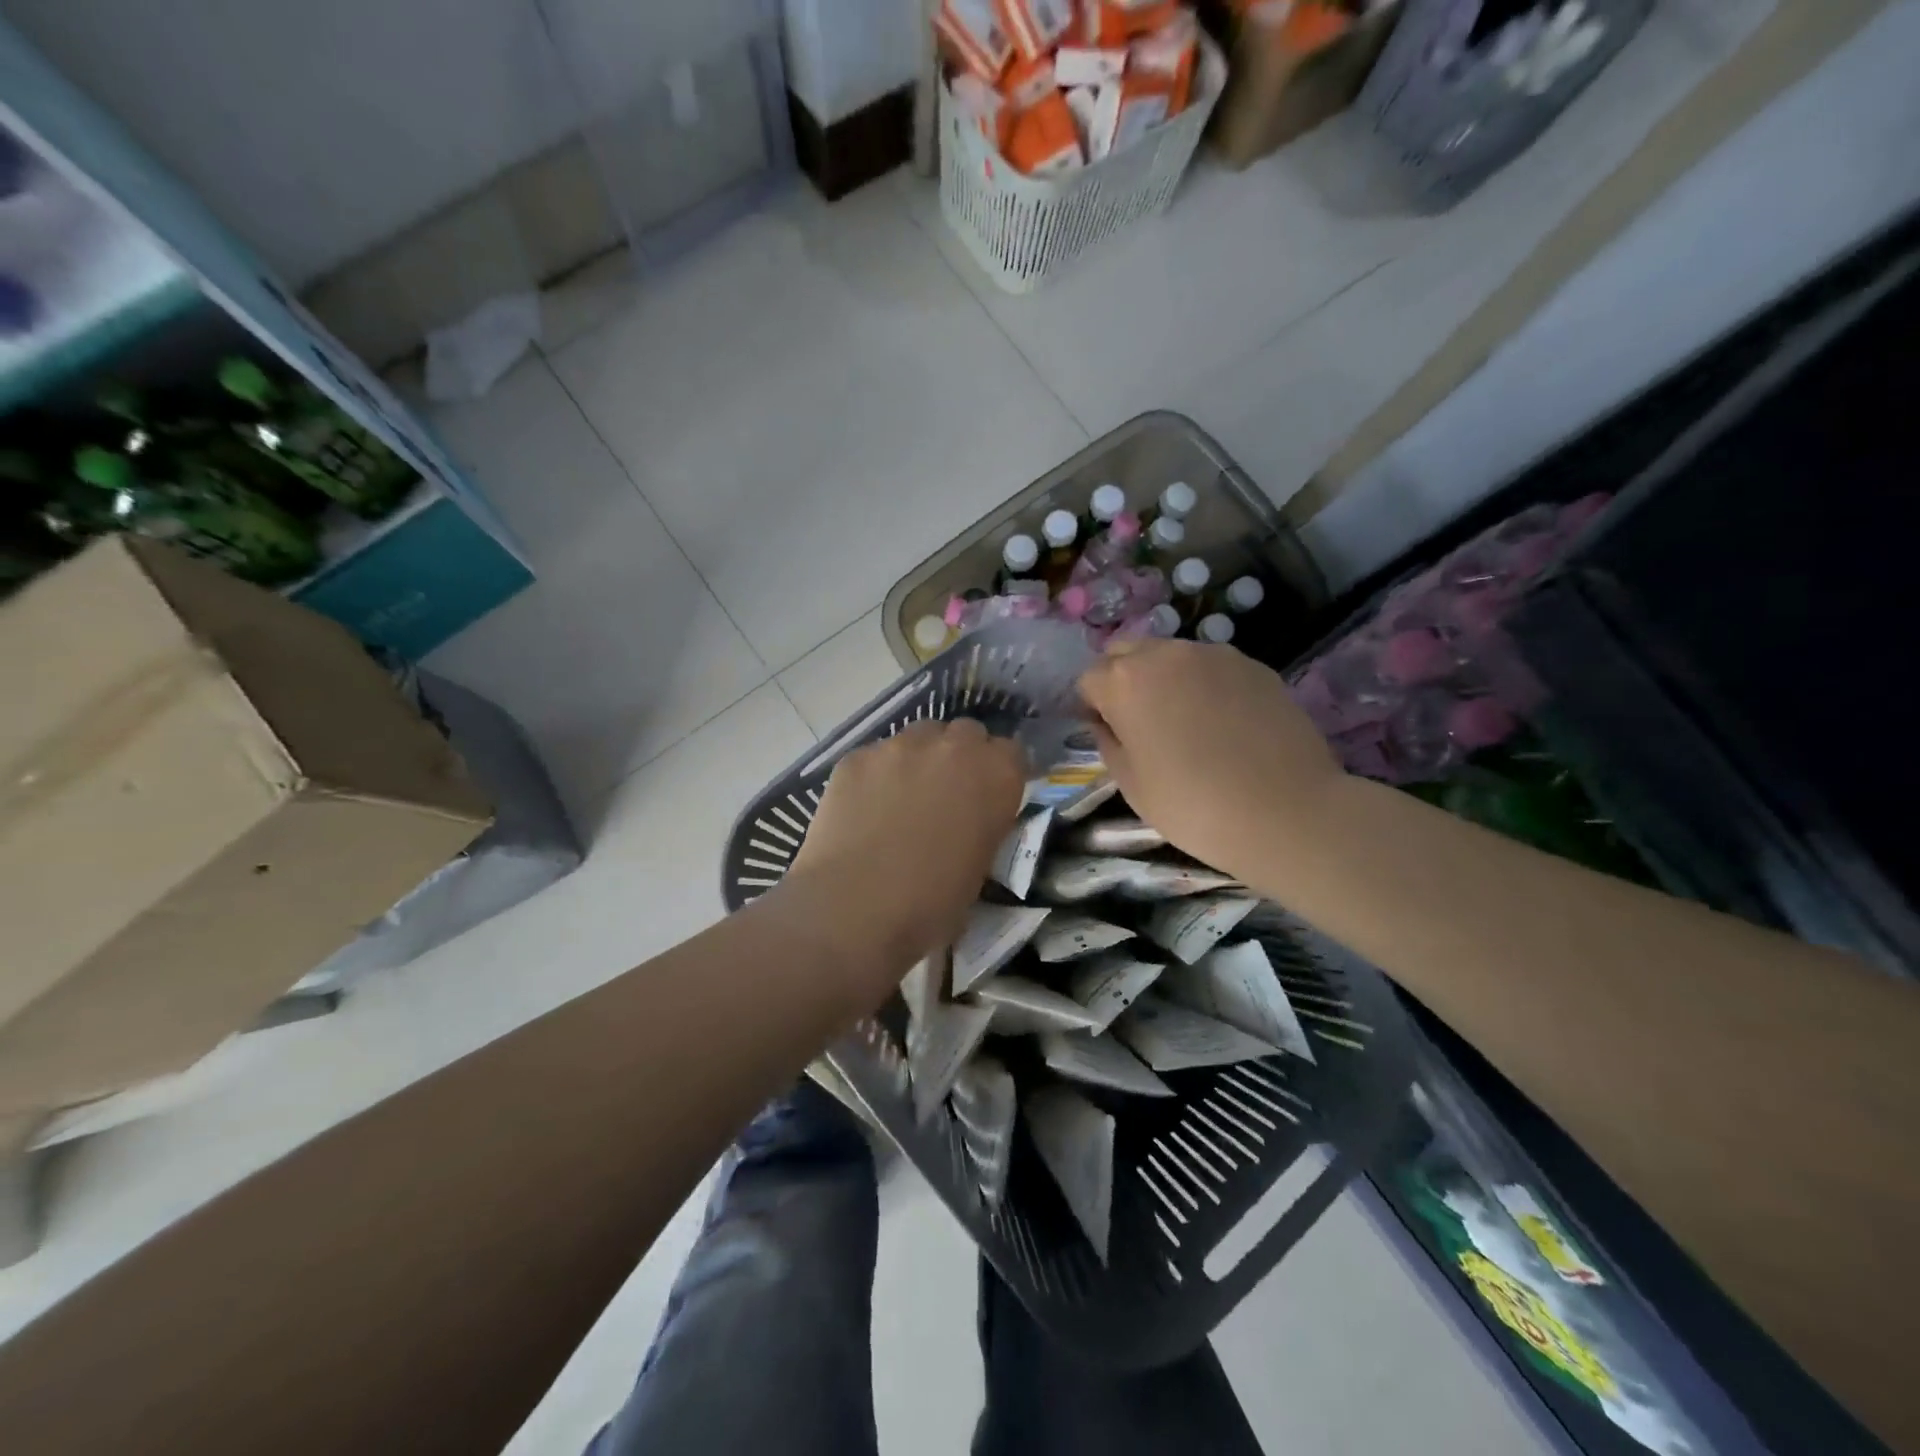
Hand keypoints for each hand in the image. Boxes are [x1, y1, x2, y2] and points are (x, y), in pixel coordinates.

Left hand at [789, 719, 1024, 988]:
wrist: (854, 909)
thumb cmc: (930, 906)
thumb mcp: (978, 871)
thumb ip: (981, 830)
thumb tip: (967, 826)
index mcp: (996, 776)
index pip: (1012, 752)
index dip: (999, 772)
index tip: (990, 795)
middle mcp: (953, 748)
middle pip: (967, 733)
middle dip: (961, 756)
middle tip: (947, 793)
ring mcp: (900, 746)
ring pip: (919, 736)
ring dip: (920, 758)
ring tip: (902, 796)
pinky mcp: (857, 756)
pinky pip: (876, 755)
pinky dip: (877, 774)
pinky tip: (864, 807)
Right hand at [1078, 639, 1344, 879]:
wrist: (1285, 811)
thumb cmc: (1192, 805)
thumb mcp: (1131, 784)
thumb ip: (1108, 742)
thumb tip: (1106, 723)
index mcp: (1125, 681)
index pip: (1089, 679)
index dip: (1092, 707)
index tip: (1108, 734)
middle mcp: (1165, 654)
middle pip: (1126, 653)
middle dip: (1123, 680)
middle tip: (1140, 723)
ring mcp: (1214, 654)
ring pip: (1171, 655)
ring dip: (1164, 679)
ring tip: (1186, 722)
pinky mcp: (1254, 664)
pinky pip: (1212, 667)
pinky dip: (1205, 685)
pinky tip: (1223, 724)